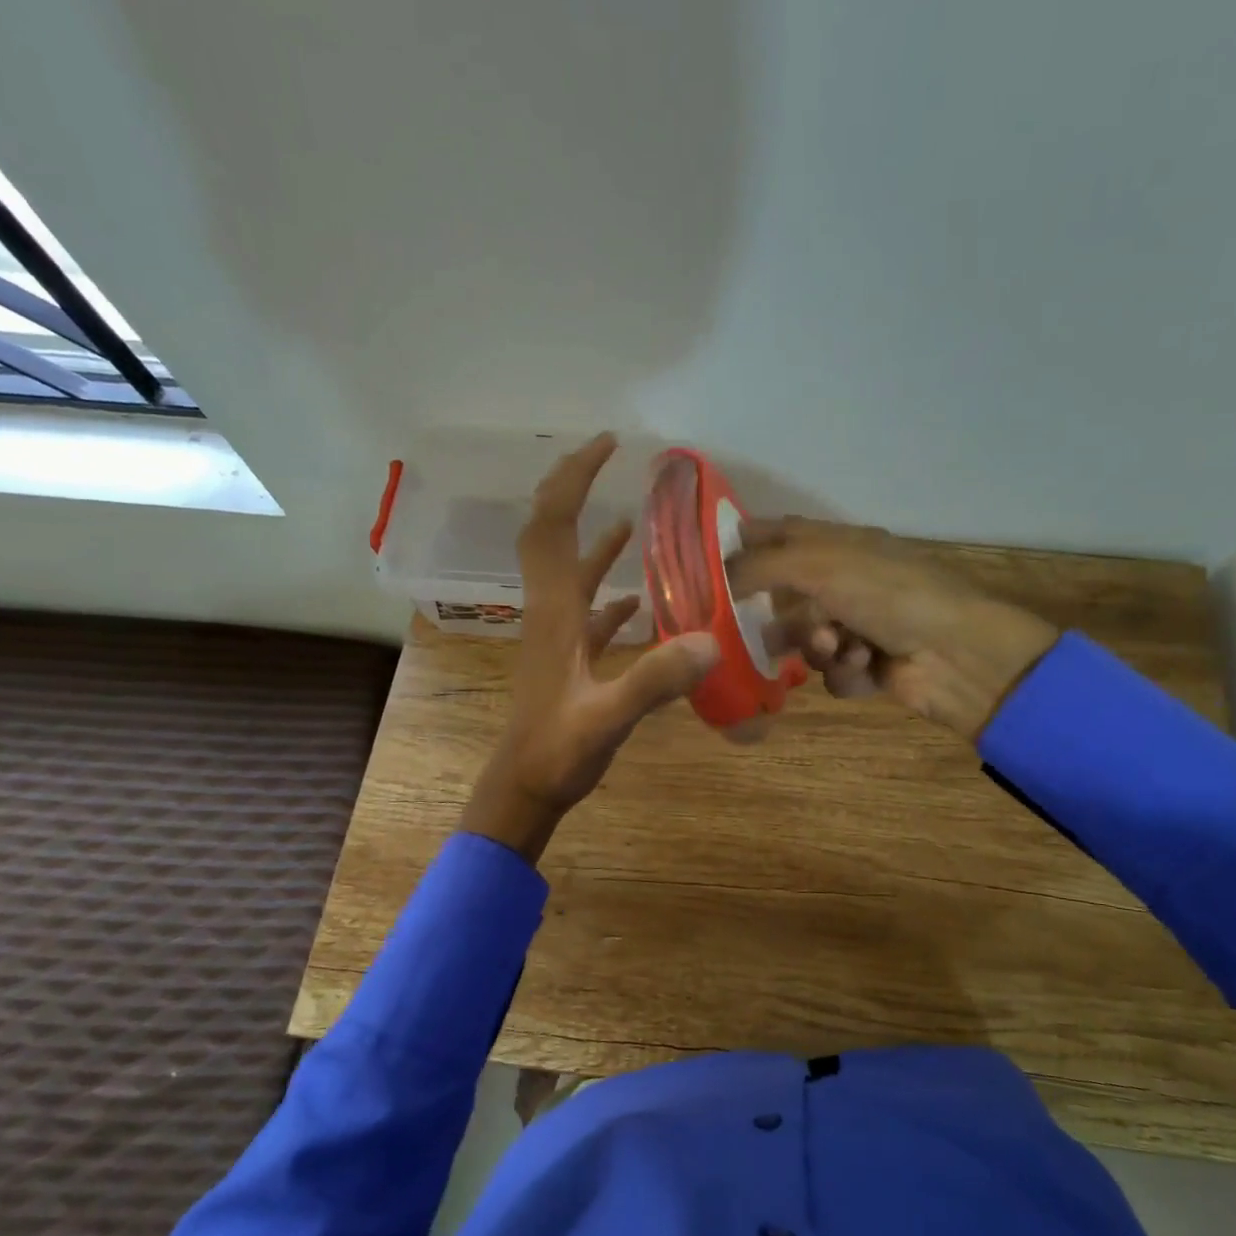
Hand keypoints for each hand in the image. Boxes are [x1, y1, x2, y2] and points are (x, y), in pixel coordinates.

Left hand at [460, 435, 719, 862]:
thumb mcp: (608, 718)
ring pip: (570, 570)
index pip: (553, 525)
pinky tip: (638, 597)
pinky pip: (587, 609)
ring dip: (593, 536)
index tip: (608, 445)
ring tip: (633, 517)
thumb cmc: (557, 754)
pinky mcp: (568, 658)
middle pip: (551, 533)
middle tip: (609, 459)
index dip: (575, 479)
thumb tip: (711, 638)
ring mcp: (557, 635)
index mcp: (555, 611)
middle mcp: (551, 611)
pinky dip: (609, 591)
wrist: (524, 789)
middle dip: (574, 489)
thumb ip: (655, 680)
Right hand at [729, 517, 1058, 741]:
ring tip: (839, 646)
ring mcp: (859, 625)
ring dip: (817, 646)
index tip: (708, 567)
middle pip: (787, 598)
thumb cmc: (887, 595)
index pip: (781, 534)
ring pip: (806, 641)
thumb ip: (761, 566)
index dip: (746, 544)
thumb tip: (716, 573)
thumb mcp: (819, 566)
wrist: (956, 653)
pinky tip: (866, 666)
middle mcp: (847, 582)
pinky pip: (833, 672)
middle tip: (767, 630)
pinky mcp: (869, 666)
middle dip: (782, 616)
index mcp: (840, 545)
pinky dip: (845, 671)